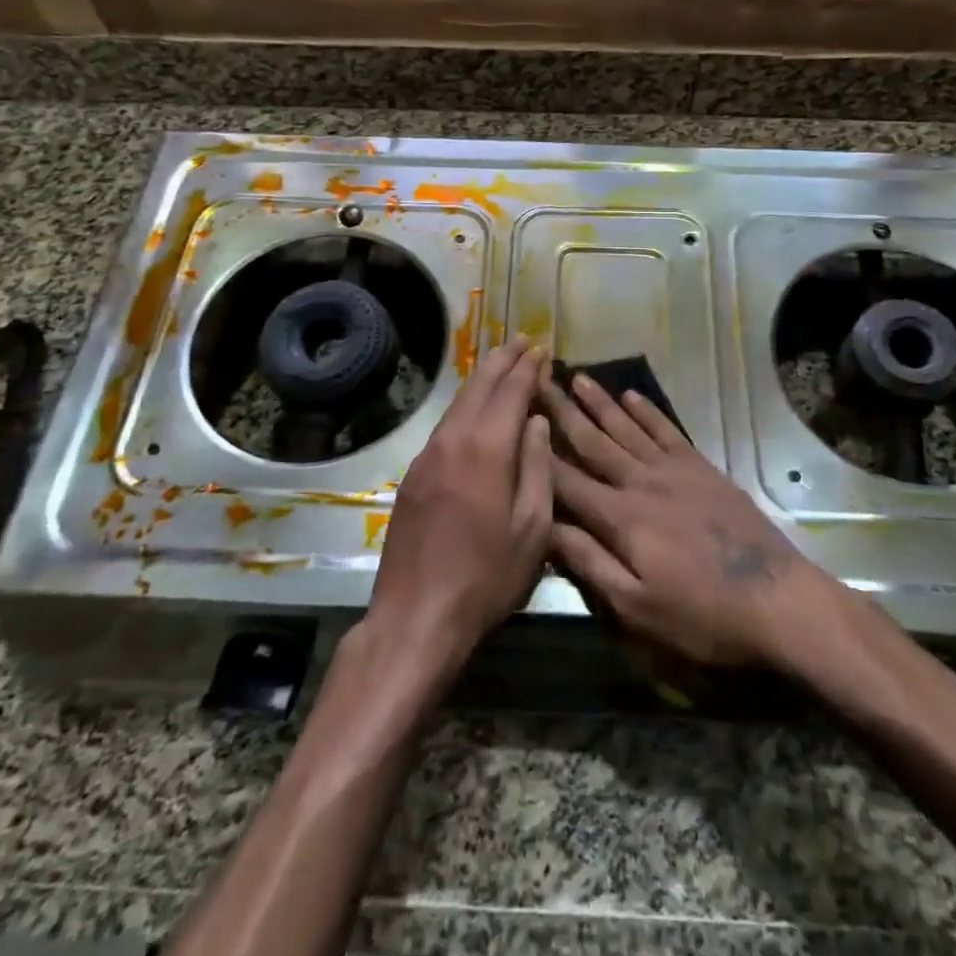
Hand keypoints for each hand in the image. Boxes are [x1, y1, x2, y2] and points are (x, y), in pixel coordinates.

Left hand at [364, 338, 551, 677]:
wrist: (416, 615)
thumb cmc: (486, 577)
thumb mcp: (532, 529)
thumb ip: (538, 467)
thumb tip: (538, 421)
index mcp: (487, 449)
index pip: (511, 392)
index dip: (528, 368)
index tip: (541, 349)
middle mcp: (453, 440)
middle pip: (479, 386)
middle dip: (502, 360)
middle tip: (521, 340)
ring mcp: (428, 456)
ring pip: (458, 403)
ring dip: (481, 378)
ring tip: (500, 363)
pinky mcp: (414, 475)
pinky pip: (445, 424)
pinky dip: (465, 405)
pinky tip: (474, 410)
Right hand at [538, 370, 828, 668]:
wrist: (777, 598)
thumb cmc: (702, 615)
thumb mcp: (637, 607)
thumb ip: (589, 563)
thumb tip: (545, 526)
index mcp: (619, 518)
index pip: (565, 479)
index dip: (536, 450)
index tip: (513, 419)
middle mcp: (640, 483)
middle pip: (593, 442)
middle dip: (562, 411)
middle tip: (538, 379)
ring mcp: (673, 471)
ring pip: (627, 428)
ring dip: (601, 402)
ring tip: (577, 376)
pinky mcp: (702, 468)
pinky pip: (667, 431)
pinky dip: (648, 411)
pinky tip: (632, 396)